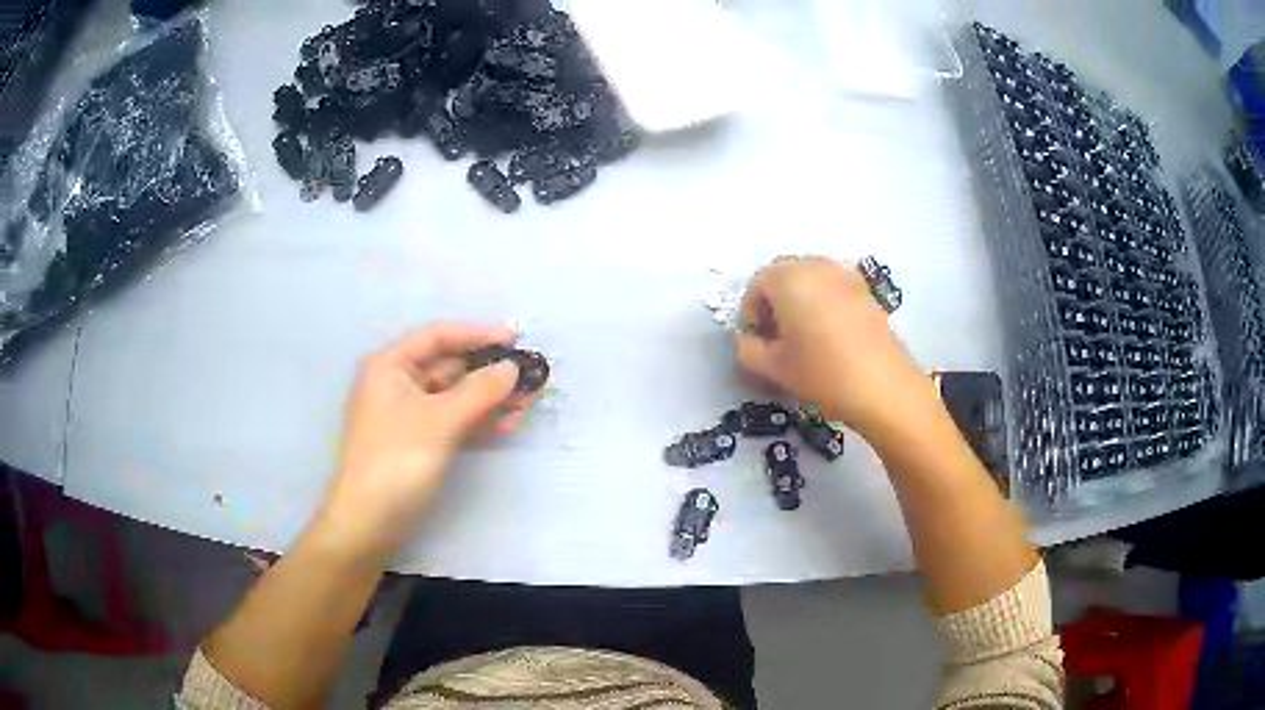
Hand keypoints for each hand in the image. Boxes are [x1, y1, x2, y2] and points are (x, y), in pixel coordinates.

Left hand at [316, 323, 526, 553]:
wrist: (368, 522)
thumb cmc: (397, 460)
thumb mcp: (441, 420)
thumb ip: (480, 390)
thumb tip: (512, 367)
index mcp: (389, 365)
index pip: (438, 336)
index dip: (477, 334)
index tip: (516, 338)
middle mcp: (395, 383)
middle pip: (448, 366)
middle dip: (488, 373)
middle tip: (528, 378)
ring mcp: (405, 415)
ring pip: (453, 396)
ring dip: (487, 399)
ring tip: (525, 405)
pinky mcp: (416, 442)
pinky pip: (450, 420)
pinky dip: (476, 421)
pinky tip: (505, 426)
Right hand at [734, 257, 925, 435]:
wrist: (882, 385)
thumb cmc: (821, 373)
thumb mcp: (773, 368)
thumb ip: (747, 350)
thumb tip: (745, 340)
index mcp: (788, 279)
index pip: (757, 283)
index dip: (751, 311)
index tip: (756, 340)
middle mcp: (816, 267)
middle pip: (784, 274)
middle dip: (774, 301)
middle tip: (776, 336)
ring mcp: (845, 275)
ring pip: (811, 278)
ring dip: (799, 299)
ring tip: (803, 335)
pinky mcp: (866, 290)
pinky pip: (833, 287)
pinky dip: (823, 301)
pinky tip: (829, 334)